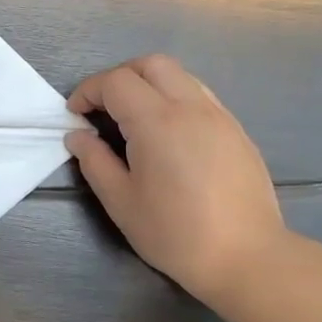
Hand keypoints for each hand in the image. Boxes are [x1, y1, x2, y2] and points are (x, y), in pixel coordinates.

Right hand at [67, 54, 287, 303]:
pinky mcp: (236, 130)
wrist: (246, 257)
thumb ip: (95, 162)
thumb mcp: (121, 202)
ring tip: (132, 118)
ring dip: (148, 84)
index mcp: (157, 122)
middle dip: (119, 77)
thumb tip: (78, 136)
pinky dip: (173, 98)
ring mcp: (219, 116)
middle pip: (150, 65)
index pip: (116, 82)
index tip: (75, 115)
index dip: (88, 92)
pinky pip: (199, 96)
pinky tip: (167, 133)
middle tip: (101, 108)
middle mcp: (190, 107)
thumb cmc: (175, 233)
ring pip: (179, 75)